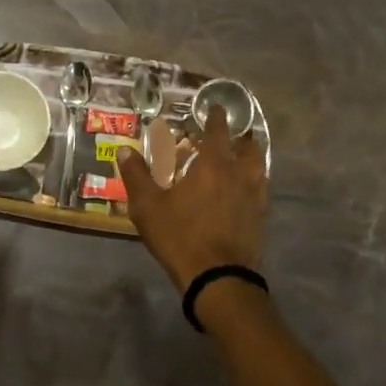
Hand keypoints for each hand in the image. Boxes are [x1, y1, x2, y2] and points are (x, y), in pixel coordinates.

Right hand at [118, 105, 267, 288]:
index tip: (215, 107)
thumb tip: (124, 149)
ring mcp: (255, 197)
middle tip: (231, 134)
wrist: (218, 278)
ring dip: (251, 157)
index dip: (216, 117)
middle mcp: (239, 174)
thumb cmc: (180, 236)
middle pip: (247, 147)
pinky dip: (254, 181)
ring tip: (242, 157)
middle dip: (240, 137)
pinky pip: (261, 189)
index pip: (218, 131)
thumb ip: (137, 175)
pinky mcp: (261, 218)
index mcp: (213, 165)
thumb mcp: (148, 206)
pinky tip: (244, 190)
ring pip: (259, 167)